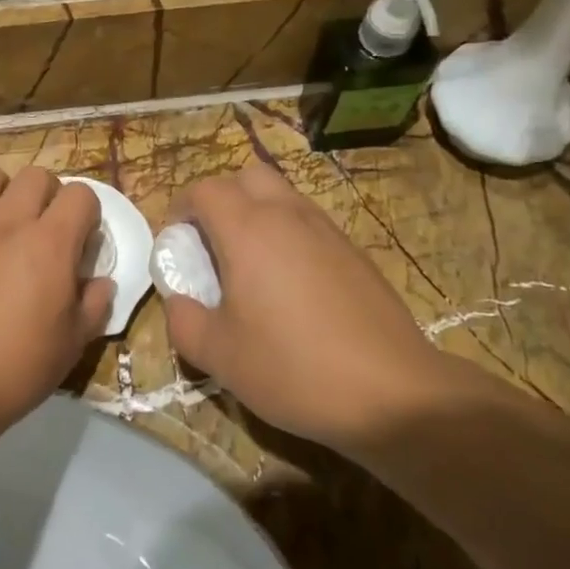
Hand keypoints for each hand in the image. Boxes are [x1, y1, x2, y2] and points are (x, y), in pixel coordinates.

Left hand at [0, 167, 112, 434]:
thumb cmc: (16, 368)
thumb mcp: (72, 344)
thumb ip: (95, 305)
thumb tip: (102, 283)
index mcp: (50, 243)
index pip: (80, 194)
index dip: (87, 214)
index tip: (82, 241)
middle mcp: (8, 222)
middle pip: (35, 175)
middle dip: (48, 195)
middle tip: (45, 229)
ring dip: (1, 192)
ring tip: (2, 221)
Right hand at [163, 162, 468, 456]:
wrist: (392, 392)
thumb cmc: (294, 368)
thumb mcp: (220, 355)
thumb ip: (184, 322)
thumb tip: (178, 302)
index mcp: (248, 230)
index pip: (206, 190)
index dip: (182, 207)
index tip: (177, 241)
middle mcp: (287, 215)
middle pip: (247, 176)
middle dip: (222, 197)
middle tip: (213, 242)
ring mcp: (326, 229)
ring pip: (282, 195)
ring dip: (258, 212)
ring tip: (251, 263)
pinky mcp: (354, 250)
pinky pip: (309, 221)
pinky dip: (289, 233)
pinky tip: (292, 284)